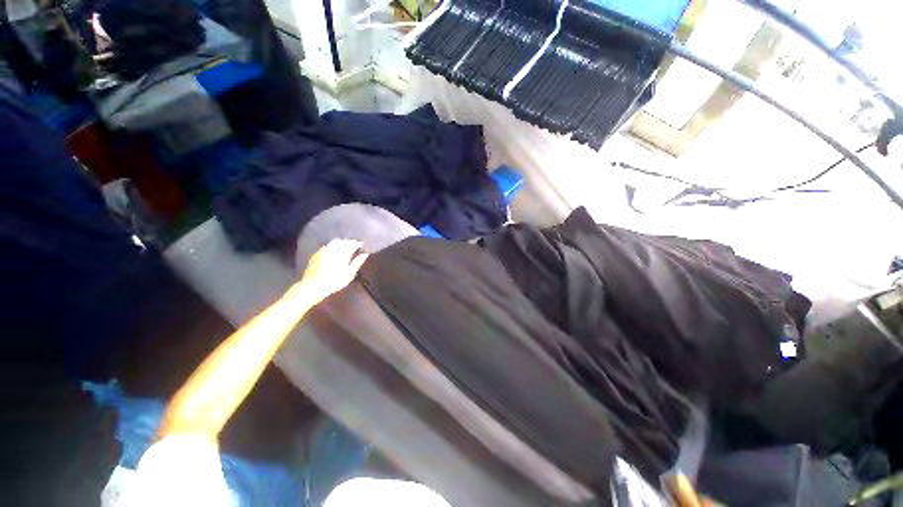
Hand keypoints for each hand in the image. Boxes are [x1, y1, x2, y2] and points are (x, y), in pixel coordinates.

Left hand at [297, 239, 369, 303]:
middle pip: (344, 241)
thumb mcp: (350, 273)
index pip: (353, 243)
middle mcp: (333, 248)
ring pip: (335, 241)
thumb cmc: (335, 281)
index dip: (359, 243)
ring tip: (345, 248)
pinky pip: (327, 246)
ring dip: (342, 243)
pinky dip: (332, 246)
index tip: (363, 245)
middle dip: (350, 242)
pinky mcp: (317, 253)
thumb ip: (358, 262)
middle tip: (355, 246)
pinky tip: (334, 251)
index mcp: (343, 252)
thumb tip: (365, 254)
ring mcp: (324, 250)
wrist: (313, 286)